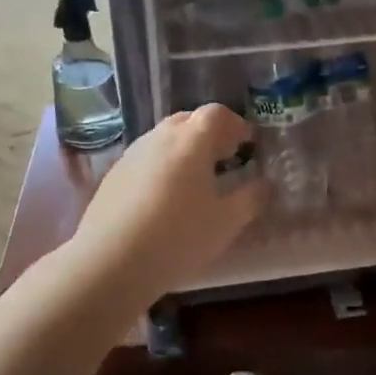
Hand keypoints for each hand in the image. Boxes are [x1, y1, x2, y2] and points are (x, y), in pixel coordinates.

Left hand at [70, 104, 267, 306]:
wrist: (110, 261)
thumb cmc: (178, 237)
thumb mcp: (226, 222)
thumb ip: (251, 198)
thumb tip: (265, 183)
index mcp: (191, 140)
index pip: (217, 113)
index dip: (236, 124)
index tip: (248, 144)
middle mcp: (160, 137)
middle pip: (188, 120)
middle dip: (210, 133)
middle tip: (225, 157)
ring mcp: (132, 154)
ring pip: (164, 138)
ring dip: (185, 148)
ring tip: (197, 179)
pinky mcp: (114, 174)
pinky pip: (146, 157)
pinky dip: (163, 165)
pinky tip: (166, 197)